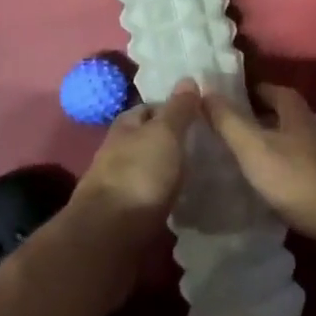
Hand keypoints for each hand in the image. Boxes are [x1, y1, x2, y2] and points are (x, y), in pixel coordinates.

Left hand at [71, 81, 200, 245]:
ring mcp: (118, 186)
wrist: (109, 236)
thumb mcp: (164, 134)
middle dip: (171, 142)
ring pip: (148, 170)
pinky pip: (149, 199)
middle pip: (147, 140)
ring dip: (168, 171)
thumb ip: (178, 110)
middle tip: (205, 145)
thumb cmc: (138, 175)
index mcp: (124, 127)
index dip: (171, 108)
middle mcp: (117, 153)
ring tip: (201, 174)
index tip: (198, 114)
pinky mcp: (123, 217)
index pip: (148, 108)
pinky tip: (184, 203)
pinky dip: (164, 197)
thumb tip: (188, 78)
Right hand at [204, 84, 315, 246]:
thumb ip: (229, 121)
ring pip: (290, 146)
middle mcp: (313, 129)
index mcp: (296, 112)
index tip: (223, 98)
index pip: (271, 90)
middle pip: (282, 117)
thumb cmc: (298, 178)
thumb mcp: (255, 147)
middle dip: (256, 120)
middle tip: (224, 131)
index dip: (249, 91)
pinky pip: (298, 172)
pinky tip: (265, 191)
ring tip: (238, 162)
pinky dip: (280, 175)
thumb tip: (204, 89)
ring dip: (268, 149)